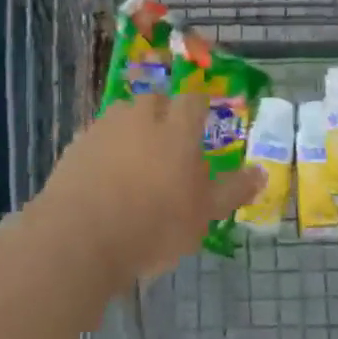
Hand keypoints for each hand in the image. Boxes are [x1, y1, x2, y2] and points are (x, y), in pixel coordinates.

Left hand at [44, 92, 259, 287]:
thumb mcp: (204, 215)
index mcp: (177, 128)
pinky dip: (104, 149)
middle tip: (168, 143)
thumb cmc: (155, 225)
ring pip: (123, 116)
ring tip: (134, 158)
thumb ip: (232, 191)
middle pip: (154, 101)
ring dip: (131, 129)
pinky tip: (104, 176)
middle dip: (162, 114)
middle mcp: (141, 117)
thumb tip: (262, 172)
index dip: (199, 107)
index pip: (193, 101)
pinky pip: (97, 138)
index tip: (202, 120)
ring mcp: (104, 128)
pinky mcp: (75, 146)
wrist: (81, 237)